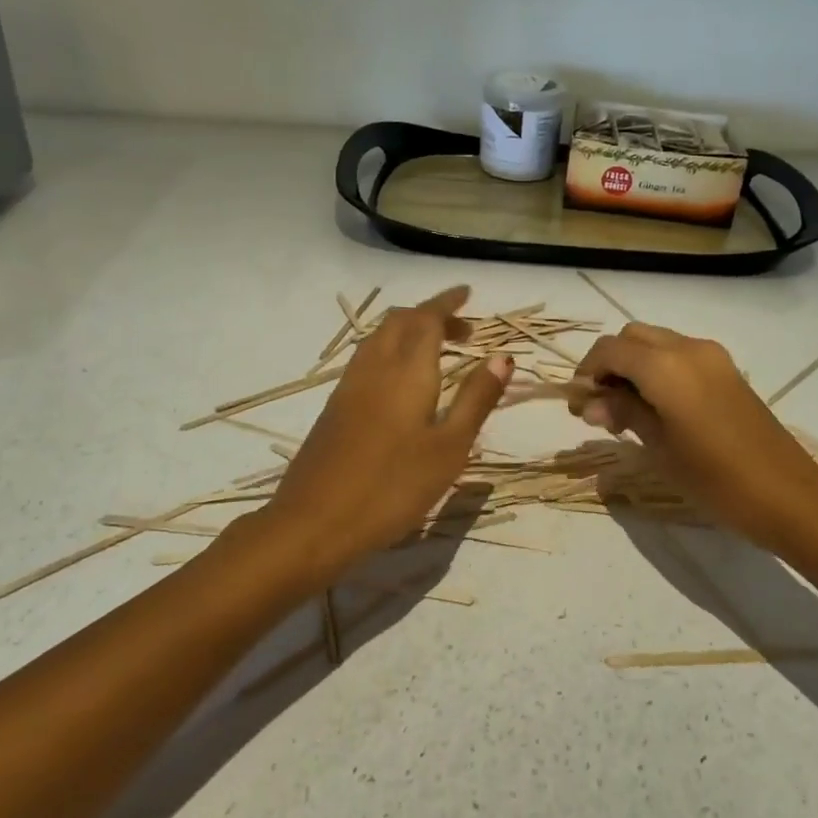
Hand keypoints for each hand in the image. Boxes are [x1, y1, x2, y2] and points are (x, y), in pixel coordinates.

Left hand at [263, 286, 512, 575]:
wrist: (314, 523)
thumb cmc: (393, 487)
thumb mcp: (449, 448)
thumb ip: (476, 399)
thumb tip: (503, 357)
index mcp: (407, 371)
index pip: (426, 318)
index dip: (447, 303)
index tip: (467, 294)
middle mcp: (374, 367)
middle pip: (399, 322)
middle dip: (430, 314)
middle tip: (462, 330)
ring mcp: (348, 387)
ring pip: (379, 339)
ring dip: (408, 331)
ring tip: (436, 351)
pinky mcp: (334, 408)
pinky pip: (366, 359)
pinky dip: (391, 351)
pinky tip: (401, 381)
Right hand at [568, 323, 817, 553]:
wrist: (787, 496)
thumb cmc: (714, 478)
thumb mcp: (658, 446)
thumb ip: (622, 412)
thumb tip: (590, 402)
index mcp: (665, 365)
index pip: (609, 350)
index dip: (586, 373)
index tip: (578, 407)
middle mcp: (688, 348)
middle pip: (632, 338)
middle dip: (609, 365)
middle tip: (600, 408)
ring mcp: (712, 357)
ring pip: (656, 344)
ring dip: (633, 367)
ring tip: (626, 413)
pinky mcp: (727, 371)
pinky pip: (680, 356)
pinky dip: (657, 371)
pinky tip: (656, 409)